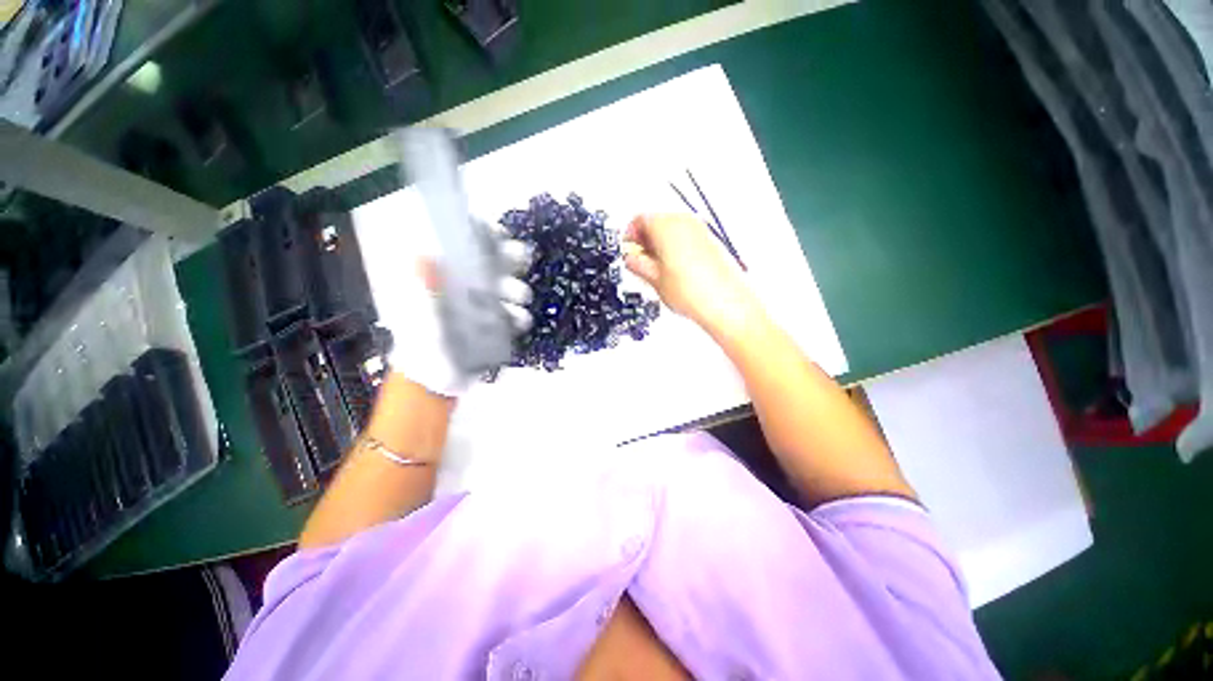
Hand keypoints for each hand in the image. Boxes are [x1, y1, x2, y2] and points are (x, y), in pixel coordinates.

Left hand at [381, 220, 531, 397]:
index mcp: (443, 279)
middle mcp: (467, 287)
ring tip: (518, 297)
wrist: (436, 383)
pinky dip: (520, 316)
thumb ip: (425, 294)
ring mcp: (484, 306)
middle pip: (494, 263)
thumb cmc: (421, 349)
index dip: (481, 234)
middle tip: (520, 257)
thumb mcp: (418, 320)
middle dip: (510, 258)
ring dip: (517, 289)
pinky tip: (518, 320)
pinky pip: (515, 316)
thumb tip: (422, 258)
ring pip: (509, 288)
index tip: (496, 231)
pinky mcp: (497, 325)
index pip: (463, 246)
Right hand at [623, 213, 758, 333]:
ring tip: (656, 268)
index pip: (640, 219)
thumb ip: (638, 265)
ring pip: (672, 228)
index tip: (628, 248)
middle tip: (639, 259)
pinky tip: (673, 269)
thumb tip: (632, 260)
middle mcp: (685, 222)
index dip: (630, 235)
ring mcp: (700, 230)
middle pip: (657, 221)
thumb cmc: (693, 292)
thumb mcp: (655, 280)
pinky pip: (686, 236)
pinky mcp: (711, 241)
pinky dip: (676, 246)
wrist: (725, 304)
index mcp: (666, 226)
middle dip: (645, 239)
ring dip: (660, 243)